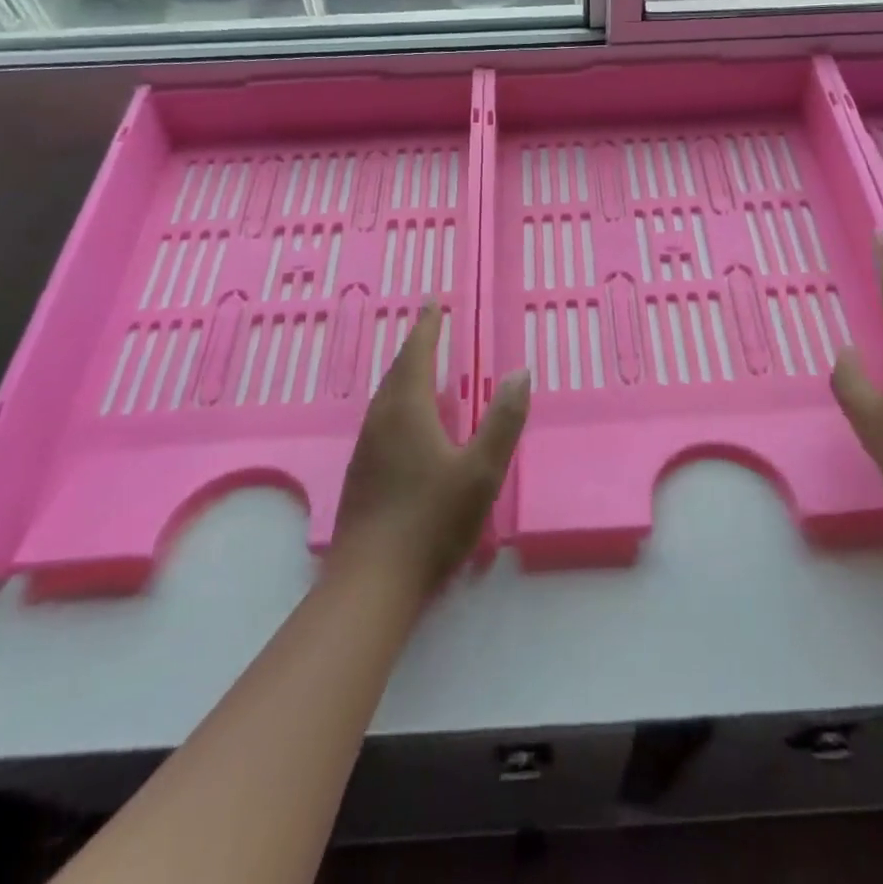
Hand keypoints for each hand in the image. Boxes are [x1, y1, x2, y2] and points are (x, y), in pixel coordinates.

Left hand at [330, 303, 529, 596]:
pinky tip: (411, 422)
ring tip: (421, 366)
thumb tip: (520, 372)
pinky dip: (399, 401)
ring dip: (405, 373)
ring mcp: (367, 448)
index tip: (432, 301)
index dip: (427, 327)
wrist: (371, 582)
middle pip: (397, 371)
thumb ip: (503, 421)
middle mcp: (381, 420)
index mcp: (407, 411)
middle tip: (430, 326)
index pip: (416, 354)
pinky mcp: (362, 473)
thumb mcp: (481, 471)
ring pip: (386, 396)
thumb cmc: (431, 521)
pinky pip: (383, 418)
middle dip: (415, 345)